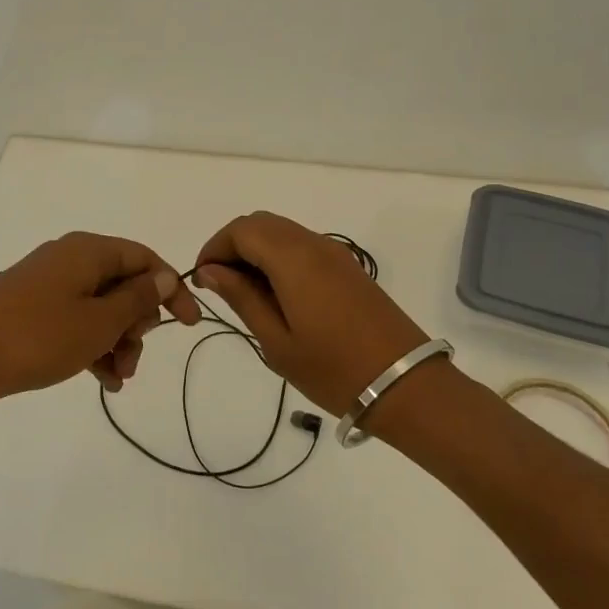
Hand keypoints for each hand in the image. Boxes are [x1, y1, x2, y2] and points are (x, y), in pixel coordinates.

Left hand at [0, 231, 199, 409]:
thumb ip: (138, 299)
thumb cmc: (39, 337)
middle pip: (122, 283)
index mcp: (88, 250)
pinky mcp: (30, 306)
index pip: (144, 258)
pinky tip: (101, 380)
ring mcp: (47, 282)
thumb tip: (164, 275)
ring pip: (99, 306)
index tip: (189, 325)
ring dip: (116, 340)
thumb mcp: (99, 322)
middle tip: (135, 358)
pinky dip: (91, 344)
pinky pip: (74, 318)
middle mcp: (69, 258)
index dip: (171, 290)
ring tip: (119, 378)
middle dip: (138, 323)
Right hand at [195, 212, 427, 415]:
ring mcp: (336, 254)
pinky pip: (303, 246)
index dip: (215, 247)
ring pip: (283, 232)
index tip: (202, 280)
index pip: (242, 229)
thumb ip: (242, 298)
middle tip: (220, 286)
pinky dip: (279, 258)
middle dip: (233, 245)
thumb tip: (212, 271)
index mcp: (293, 258)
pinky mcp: (349, 268)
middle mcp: (314, 244)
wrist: (406, 385)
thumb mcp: (277, 341)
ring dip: (256, 251)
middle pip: (261, 223)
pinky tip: (276, 295)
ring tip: (244, 293)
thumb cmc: (334, 369)